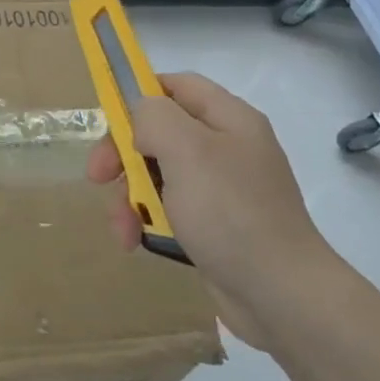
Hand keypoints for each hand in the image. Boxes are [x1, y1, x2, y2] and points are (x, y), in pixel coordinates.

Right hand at [86, 72, 340, 347]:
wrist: (282, 295)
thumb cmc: (231, 213)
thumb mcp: (187, 151)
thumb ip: (154, 118)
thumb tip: (140, 117)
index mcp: (228, 118)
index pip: (175, 85)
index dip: (137, 95)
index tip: (107, 122)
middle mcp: (227, 146)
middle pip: (159, 132)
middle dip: (123, 154)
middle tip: (98, 177)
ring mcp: (222, 187)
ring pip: (158, 173)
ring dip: (130, 195)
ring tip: (120, 226)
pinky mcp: (215, 223)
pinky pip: (170, 208)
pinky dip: (147, 220)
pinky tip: (135, 241)